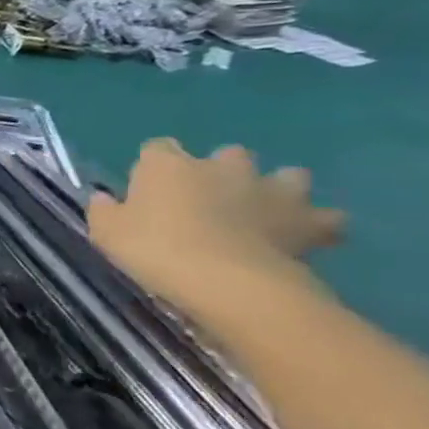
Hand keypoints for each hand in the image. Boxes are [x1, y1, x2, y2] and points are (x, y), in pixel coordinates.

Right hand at [87, 141, 345, 317]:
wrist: (226, 280)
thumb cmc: (155, 249)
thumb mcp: (106, 233)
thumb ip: (104, 210)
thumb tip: (104, 197)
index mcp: (169, 165)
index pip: (157, 148)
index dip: (152, 166)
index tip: (146, 189)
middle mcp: (222, 167)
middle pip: (227, 155)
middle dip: (222, 171)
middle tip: (208, 201)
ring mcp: (270, 190)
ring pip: (287, 176)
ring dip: (277, 189)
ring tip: (264, 212)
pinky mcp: (306, 220)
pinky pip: (325, 218)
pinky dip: (317, 225)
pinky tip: (304, 237)